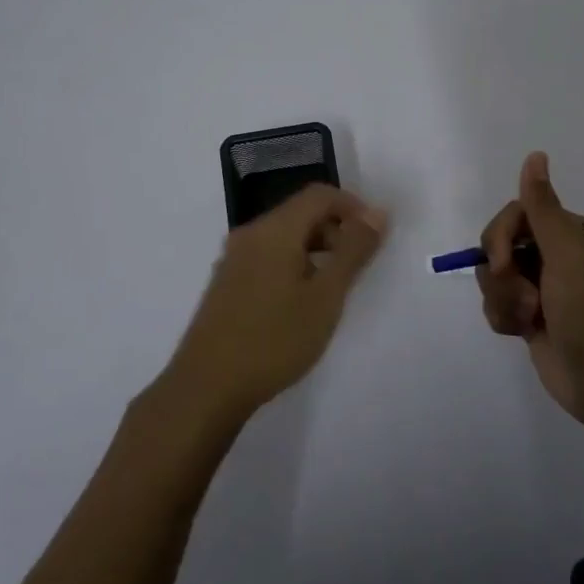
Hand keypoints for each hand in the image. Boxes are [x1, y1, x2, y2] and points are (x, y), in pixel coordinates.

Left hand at [164, 184, 388, 424]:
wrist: (206, 388)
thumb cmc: (274, 339)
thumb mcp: (326, 297)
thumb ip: (354, 251)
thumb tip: (378, 213)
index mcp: (274, 230)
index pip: (319, 194)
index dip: (353, 206)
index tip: (375, 236)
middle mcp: (250, 234)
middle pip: (300, 212)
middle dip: (335, 229)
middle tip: (358, 266)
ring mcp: (233, 259)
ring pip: (284, 236)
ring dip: (315, 248)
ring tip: (333, 288)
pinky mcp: (226, 282)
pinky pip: (268, 256)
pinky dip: (293, 264)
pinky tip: (301, 302)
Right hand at [477, 152, 583, 427]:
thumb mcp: (568, 255)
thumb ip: (543, 207)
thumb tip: (535, 155)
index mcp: (569, 233)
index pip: (515, 214)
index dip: (501, 237)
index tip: (504, 262)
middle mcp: (553, 255)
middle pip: (498, 245)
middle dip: (504, 275)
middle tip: (527, 299)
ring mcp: (540, 287)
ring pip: (493, 277)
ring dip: (505, 301)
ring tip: (530, 321)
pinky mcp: (529, 316)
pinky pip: (495, 304)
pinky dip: (504, 319)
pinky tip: (523, 333)